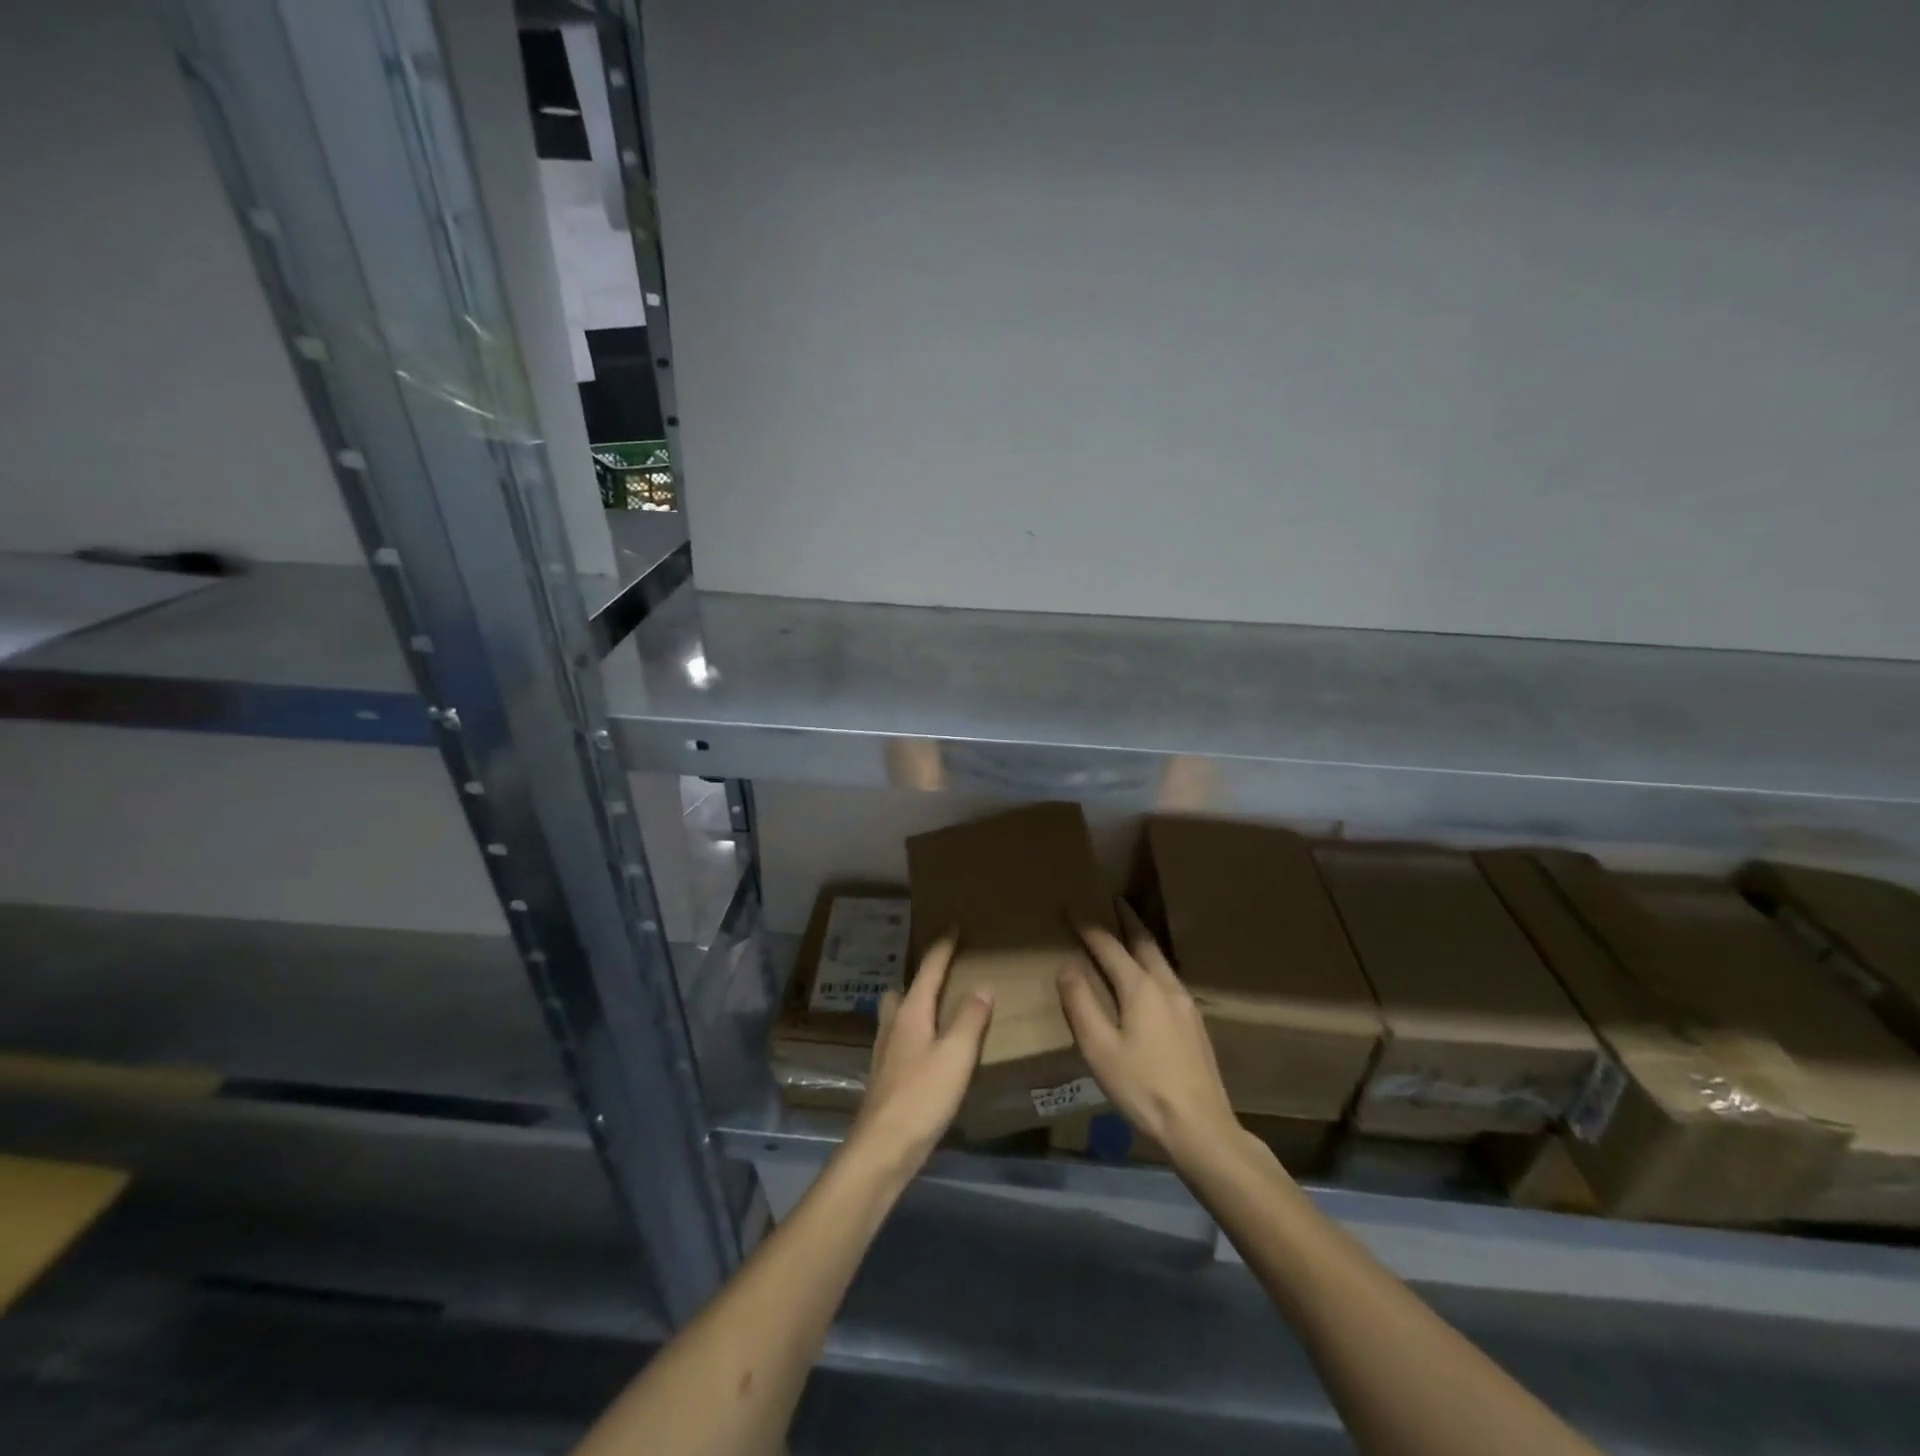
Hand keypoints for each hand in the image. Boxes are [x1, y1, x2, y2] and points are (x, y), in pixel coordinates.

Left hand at [846, 933, 992, 1180]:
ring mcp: (886, 1052)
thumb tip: (981, 986)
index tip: (954, 926)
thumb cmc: (922, 1096)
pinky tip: (929, 1051)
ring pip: (898, 1015)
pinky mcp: (886, 1076)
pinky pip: (901, 1039)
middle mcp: (894, 1025)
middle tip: (944, 975)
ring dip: (915, 1006)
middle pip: (904, 989)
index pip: (928, 968)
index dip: (943, 946)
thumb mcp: (956, 1055)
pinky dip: (915, 1033)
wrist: (883, 1148)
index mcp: (911, 1012)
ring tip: (939, 1011)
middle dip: (921, 978)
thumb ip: (970, 1019)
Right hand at [1058, 903, 1238, 1166]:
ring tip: (1130, 934)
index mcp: (1140, 987)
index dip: (1088, 928)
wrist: (1200, 1126)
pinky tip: (1149, 979)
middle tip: (1114, 903)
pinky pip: (1169, 978)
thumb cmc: (1142, 1087)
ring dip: (1143, 942)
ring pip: (1161, 960)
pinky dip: (1153, 964)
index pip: (1109, 947)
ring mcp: (1186, 1004)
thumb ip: (1081, 1003)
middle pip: (1144, 943)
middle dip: (1127, 921)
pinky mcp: (1195, 1023)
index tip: (1072, 910)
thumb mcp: (1099, 1048)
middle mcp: (1166, 986)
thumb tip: (1068, 965)